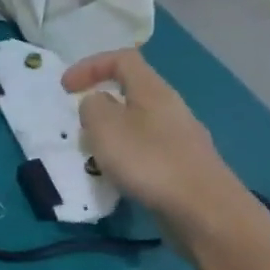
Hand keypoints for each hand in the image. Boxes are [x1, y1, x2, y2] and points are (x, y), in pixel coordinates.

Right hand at [63, 49, 250, 238]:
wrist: (204, 210)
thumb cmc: (149, 161)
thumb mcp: (105, 127)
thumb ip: (92, 107)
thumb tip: (97, 103)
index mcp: (153, 91)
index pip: (122, 59)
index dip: (90, 65)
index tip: (65, 88)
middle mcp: (171, 108)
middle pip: (131, 91)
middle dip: (99, 105)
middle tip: (80, 126)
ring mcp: (180, 138)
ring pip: (137, 123)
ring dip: (110, 134)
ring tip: (95, 156)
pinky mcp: (183, 165)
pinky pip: (146, 149)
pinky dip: (125, 156)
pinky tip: (119, 177)